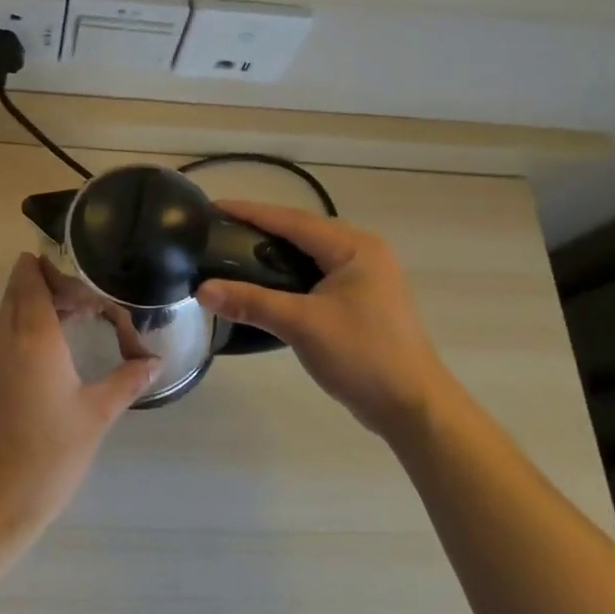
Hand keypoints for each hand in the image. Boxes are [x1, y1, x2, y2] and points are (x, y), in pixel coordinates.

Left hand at [0, 254, 157, 537]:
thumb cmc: (49, 453)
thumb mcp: (96, 415)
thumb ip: (126, 381)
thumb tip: (154, 362)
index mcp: (33, 336)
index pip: (31, 279)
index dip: (51, 270)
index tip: (81, 282)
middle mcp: (2, 337)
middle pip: (17, 291)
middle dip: (48, 287)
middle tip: (85, 304)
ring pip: (6, 313)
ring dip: (34, 309)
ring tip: (72, 326)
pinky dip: (21, 332)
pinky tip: (48, 358)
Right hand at [195, 201, 446, 436]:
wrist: (413, 407)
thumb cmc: (362, 355)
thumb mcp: (302, 324)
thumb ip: (251, 302)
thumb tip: (202, 290)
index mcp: (354, 247)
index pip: (292, 220)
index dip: (250, 212)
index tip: (213, 206)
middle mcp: (362, 252)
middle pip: (301, 231)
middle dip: (260, 227)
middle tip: (219, 229)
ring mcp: (365, 276)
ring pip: (309, 253)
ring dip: (274, 251)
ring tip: (234, 250)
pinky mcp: (362, 300)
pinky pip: (317, 273)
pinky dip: (288, 273)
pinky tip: (265, 282)